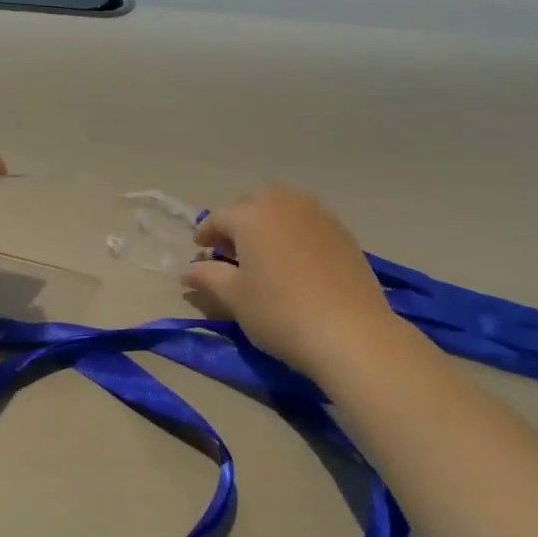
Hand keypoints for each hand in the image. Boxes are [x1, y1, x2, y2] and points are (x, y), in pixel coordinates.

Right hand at [184, 187, 398, 382]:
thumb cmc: (280, 312)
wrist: (350, 332)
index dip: (205, 234)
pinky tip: (294, 259)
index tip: (199, 252)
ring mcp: (319, 215)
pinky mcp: (343, 233)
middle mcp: (285, 204)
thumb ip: (207, 277)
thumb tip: (187, 271)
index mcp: (252, 215)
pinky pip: (308, 221)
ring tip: (262, 252)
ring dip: (266, 222)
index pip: (219, 217)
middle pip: (252, 203)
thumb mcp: (234, 297)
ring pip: (283, 207)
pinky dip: (293, 231)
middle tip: (229, 251)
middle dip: (236, 222)